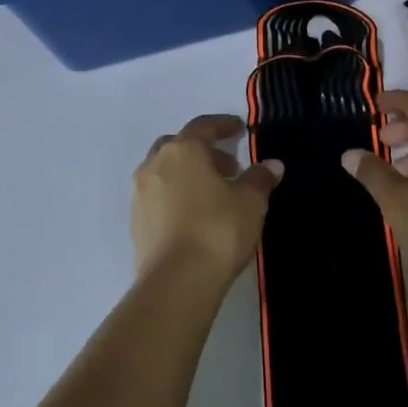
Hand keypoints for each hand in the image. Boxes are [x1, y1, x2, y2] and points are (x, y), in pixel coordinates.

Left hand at [133, 115, 282, 282]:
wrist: (177, 281)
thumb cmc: (218, 230)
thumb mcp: (250, 202)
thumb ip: (259, 179)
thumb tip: (271, 165)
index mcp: (183, 150)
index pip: (204, 126)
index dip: (224, 125)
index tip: (240, 129)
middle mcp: (155, 165)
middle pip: (179, 146)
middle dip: (203, 151)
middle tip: (228, 166)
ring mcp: (140, 194)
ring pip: (165, 171)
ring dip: (187, 174)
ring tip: (214, 193)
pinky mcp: (136, 222)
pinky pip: (158, 197)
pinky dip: (176, 196)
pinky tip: (195, 215)